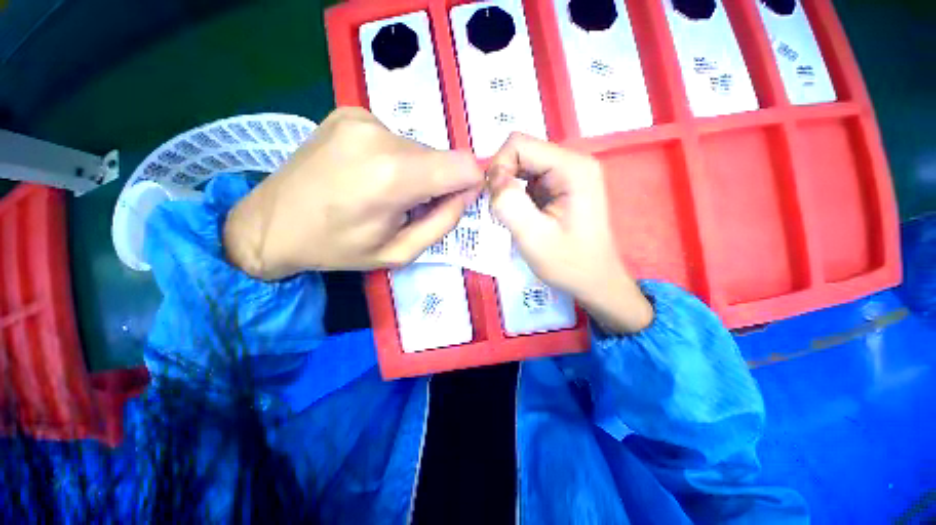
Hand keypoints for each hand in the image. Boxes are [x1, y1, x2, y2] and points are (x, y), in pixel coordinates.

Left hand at [224, 108, 483, 279]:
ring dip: (414, 172)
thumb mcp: (399, 251)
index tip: (455, 201)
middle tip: (409, 206)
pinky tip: (368, 175)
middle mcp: (380, 135)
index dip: (470, 183)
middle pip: (441, 157)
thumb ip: (443, 222)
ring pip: (418, 148)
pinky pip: (394, 139)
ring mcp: (362, 118)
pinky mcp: (349, 112)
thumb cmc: (336, 247)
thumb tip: (467, 193)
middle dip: (437, 183)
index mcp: (394, 176)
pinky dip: (394, 159)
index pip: (464, 165)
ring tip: (383, 193)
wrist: (271, 223)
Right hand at [487, 133, 652, 332]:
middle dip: (503, 179)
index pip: (518, 144)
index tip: (496, 201)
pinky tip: (523, 216)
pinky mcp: (561, 186)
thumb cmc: (568, 263)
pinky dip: (517, 195)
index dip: (499, 168)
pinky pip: (528, 179)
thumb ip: (510, 204)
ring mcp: (567, 173)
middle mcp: (572, 162)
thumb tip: (492, 177)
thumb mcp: (534, 237)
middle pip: (520, 152)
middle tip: (502, 212)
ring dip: (509, 189)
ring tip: (514, 217)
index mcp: (571, 168)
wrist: (594, 281)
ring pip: (522, 166)